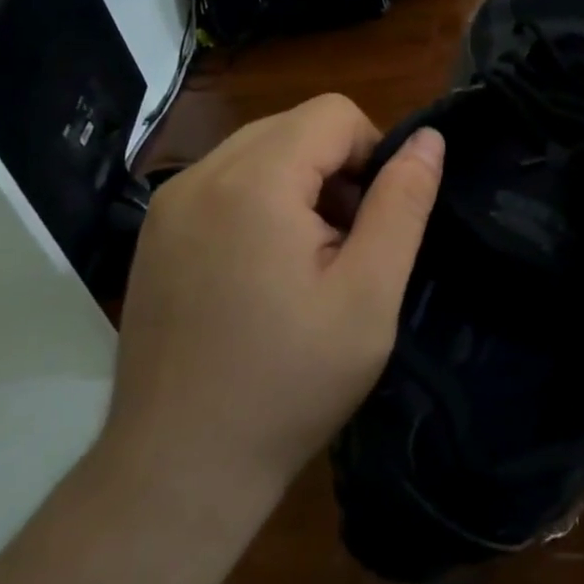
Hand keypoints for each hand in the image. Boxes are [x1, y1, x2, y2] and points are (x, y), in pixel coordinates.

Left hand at [101, 94, 443, 517]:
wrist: (177, 471)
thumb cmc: (287, 384)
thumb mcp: (369, 295)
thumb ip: (403, 204)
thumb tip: (428, 139)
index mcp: (253, 181)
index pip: (334, 112)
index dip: (373, 152)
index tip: (377, 219)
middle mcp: (200, 175)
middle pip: (295, 125)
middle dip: (336, 168)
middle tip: (346, 245)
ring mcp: (169, 204)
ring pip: (260, 149)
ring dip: (300, 183)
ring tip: (308, 260)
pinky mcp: (155, 233)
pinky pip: (225, 181)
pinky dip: (261, 201)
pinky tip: (264, 270)